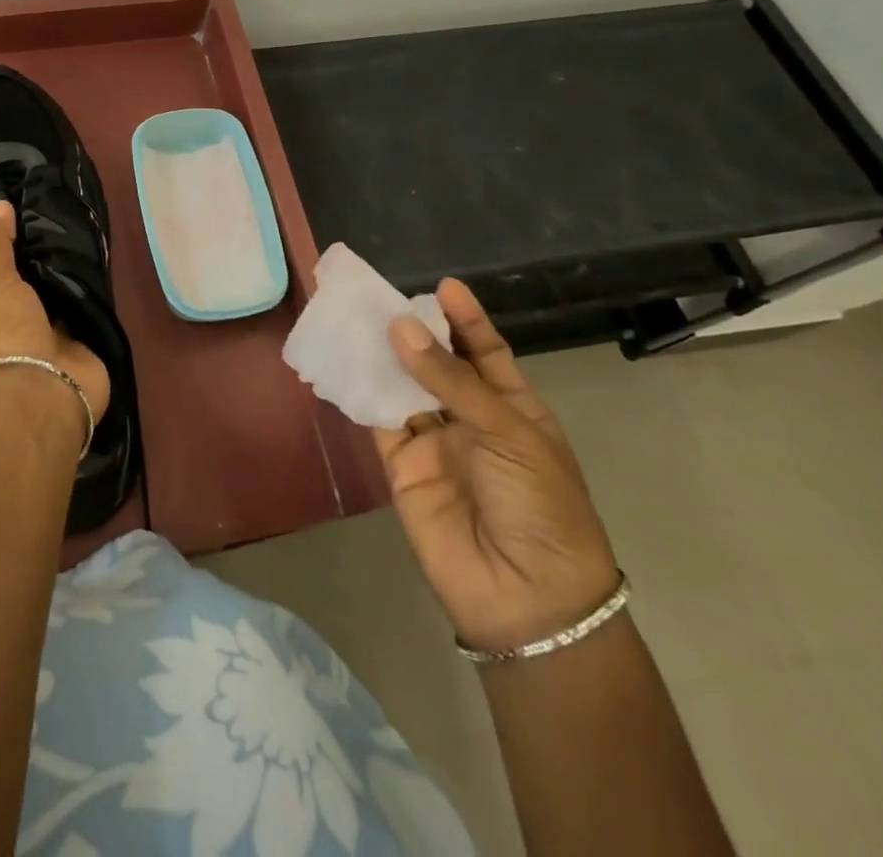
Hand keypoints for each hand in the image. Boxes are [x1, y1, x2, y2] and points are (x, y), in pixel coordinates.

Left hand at [0, 200, 110, 426]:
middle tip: (78, 218)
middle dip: (60, 258)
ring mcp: (67, 332)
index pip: (18, 271)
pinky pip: (99, 311)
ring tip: (100, 233)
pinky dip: (106, 294)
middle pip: (50, 282)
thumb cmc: (13, 334)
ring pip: (76, 294)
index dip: (27, 245)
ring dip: (84, 274)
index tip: (42, 211)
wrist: (48, 388)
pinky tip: (114, 265)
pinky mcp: (94, 341)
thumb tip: (1, 205)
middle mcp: (36, 320)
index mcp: (8, 309)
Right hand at [375, 279, 617, 652]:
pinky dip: (360, 387)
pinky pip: (377, 415)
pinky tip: (342, 357)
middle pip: (435, 363)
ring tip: (352, 314)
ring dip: (380, 352)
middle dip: (412, 329)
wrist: (526, 596)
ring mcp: (432, 439)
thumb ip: (450, 379)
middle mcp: (469, 417)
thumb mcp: (509, 433)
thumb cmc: (540, 505)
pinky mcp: (399, 461)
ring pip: (401, 384)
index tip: (443, 286)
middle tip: (378, 294)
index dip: (465, 319)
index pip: (485, 351)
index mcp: (512, 407)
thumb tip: (399, 327)